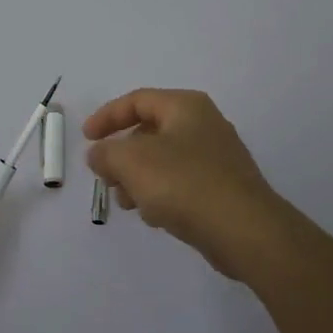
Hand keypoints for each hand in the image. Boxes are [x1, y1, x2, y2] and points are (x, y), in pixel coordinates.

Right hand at [84, 88, 298, 280]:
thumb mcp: (130, 161)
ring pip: (164, 160)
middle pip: (150, 131)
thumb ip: (105, 153)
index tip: (86, 139)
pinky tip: (153, 216)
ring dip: (138, 178)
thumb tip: (99, 154)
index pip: (137, 100)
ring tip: (125, 202)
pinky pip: (181, 183)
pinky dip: (161, 193)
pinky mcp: (223, 189)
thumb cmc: (184, 184)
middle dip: (121, 154)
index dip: (107, 117)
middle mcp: (204, 124)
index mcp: (185, 106)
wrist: (245, 232)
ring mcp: (217, 158)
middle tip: (105, 177)